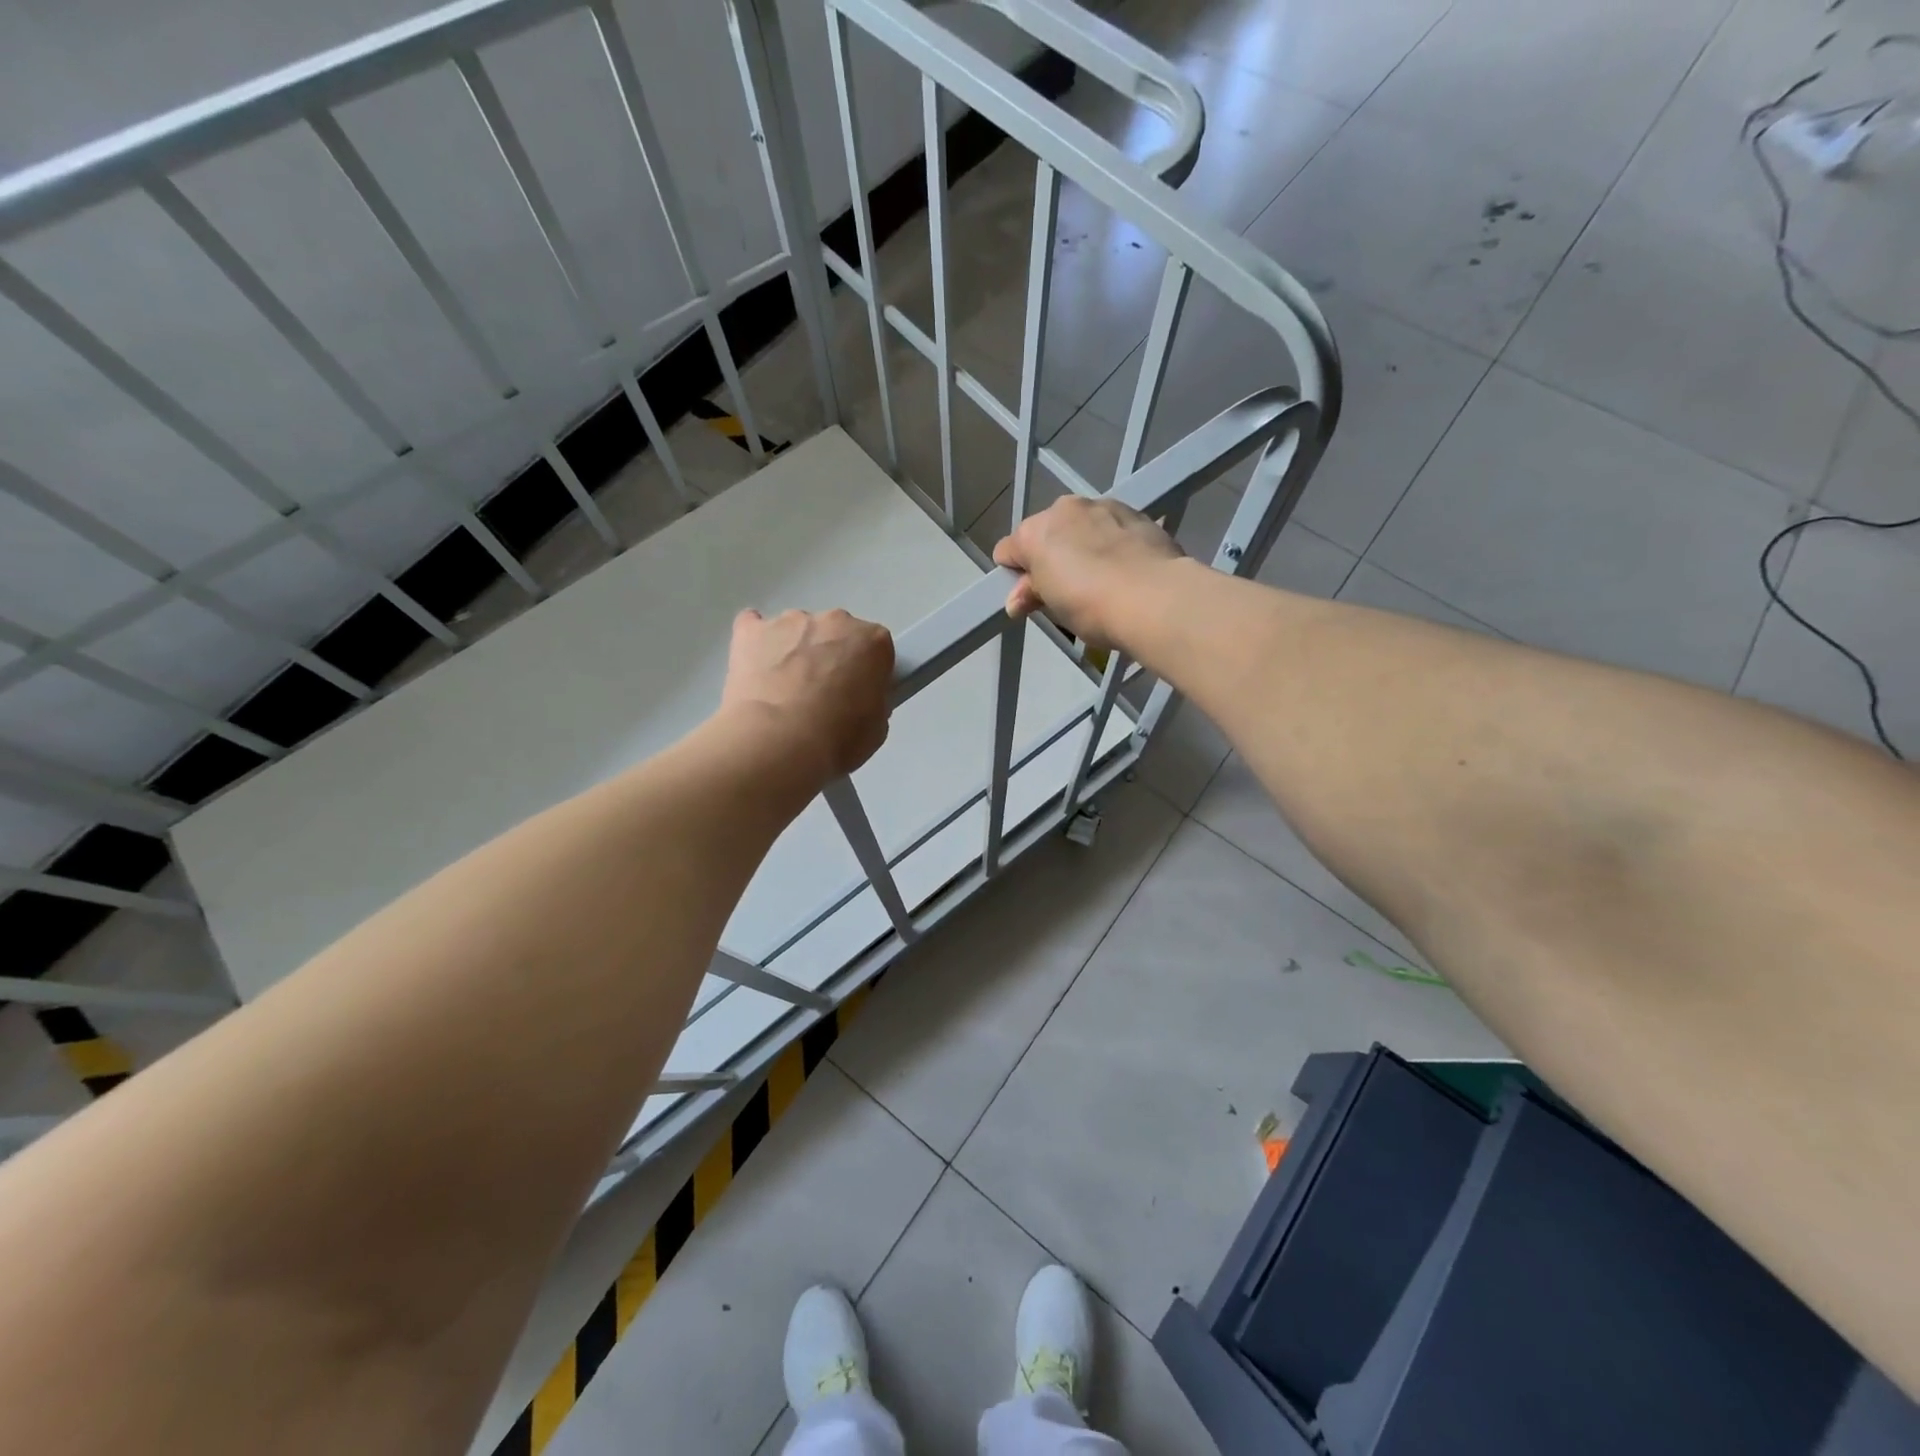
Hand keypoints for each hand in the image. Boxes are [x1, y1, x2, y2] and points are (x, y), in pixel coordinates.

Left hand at [720, 608, 893, 779]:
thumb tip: (856, 698)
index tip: (857, 694)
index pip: (875, 648)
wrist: (778, 743)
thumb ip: (872, 699)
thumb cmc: (837, 739)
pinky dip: (756, 644)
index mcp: (872, 641)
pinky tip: (754, 671)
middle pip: (836, 632)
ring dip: (794, 653)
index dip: (867, 672)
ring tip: (782, 694)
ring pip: (796, 631)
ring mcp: (789, 621)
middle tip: (821, 696)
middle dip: (830, 657)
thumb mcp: (876, 728)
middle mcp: (834, 621)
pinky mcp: (751, 631)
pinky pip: (753, 627)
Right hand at [993, 496, 1183, 650]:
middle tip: (1067, 590)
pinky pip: (1112, 526)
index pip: (1007, 550)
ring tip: (1101, 577)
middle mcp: (1065, 509)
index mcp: (1035, 531)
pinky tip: (1125, 567)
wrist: (1153, 596)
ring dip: (1083, 545)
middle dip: (1051, 556)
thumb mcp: (1053, 607)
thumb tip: (1016, 600)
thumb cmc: (1090, 605)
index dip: (1015, 575)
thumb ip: (1031, 595)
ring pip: (1081, 525)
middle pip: (1046, 533)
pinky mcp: (1136, 513)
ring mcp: (1102, 506)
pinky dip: (1112, 542)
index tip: (1030, 597)